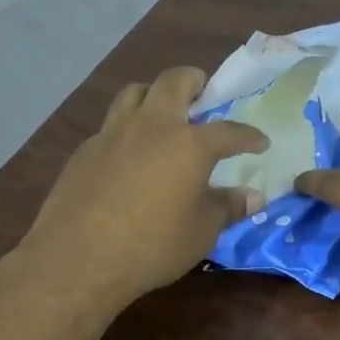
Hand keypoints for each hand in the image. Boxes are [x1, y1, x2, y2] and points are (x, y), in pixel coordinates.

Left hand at [12, 66, 267, 315]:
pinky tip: (127, 155)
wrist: (79, 258)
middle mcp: (152, 126)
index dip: (248, 135)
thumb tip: (253, 197)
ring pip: (134, 92)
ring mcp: (113, 134)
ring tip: (161, 112)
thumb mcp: (200, 232)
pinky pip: (110, 126)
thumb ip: (227, 207)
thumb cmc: (152, 246)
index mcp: (189, 144)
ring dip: (153, 94)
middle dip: (193, 80)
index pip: (228, 131)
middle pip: (173, 82)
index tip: (260, 142)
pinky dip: (126, 129)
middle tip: (203, 92)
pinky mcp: (84, 150)